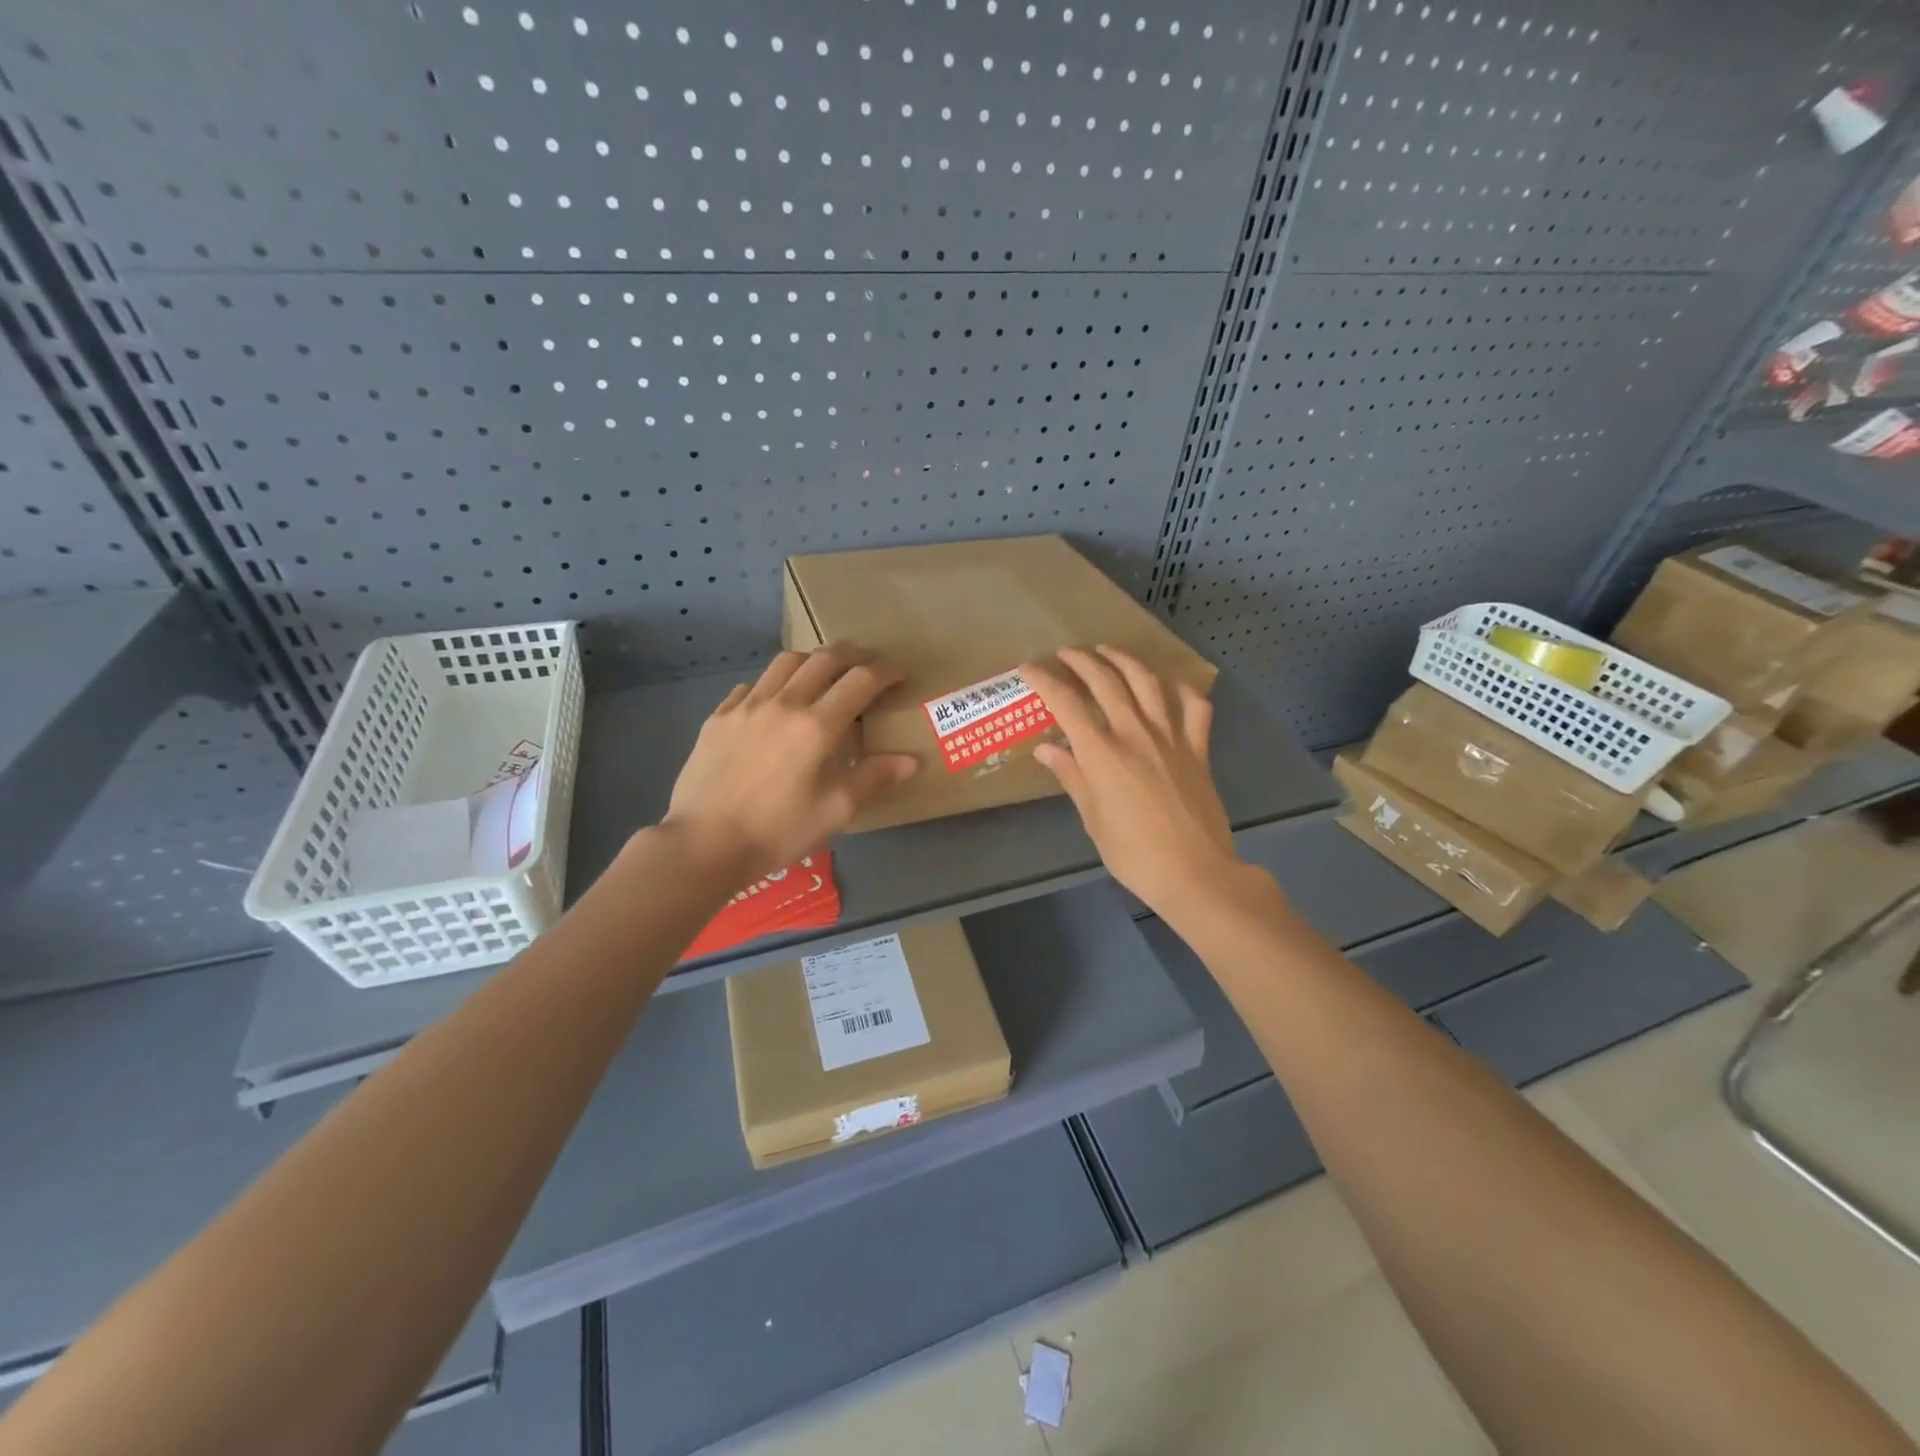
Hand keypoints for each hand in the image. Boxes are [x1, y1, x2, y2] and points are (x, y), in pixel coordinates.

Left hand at [661, 643, 918, 880]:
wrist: (704, 843)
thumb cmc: (778, 831)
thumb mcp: (835, 811)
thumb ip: (874, 778)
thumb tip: (911, 760)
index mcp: (817, 726)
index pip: (861, 681)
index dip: (885, 672)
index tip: (899, 674)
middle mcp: (784, 703)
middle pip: (824, 658)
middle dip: (853, 654)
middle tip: (869, 661)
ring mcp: (746, 706)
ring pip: (785, 663)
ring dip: (813, 660)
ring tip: (824, 672)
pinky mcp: (719, 717)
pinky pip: (751, 685)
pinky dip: (773, 684)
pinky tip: (775, 702)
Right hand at [1021, 646, 1244, 923]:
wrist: (1193, 872)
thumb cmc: (1133, 853)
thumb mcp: (1092, 817)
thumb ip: (1071, 776)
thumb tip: (1047, 749)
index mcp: (1102, 752)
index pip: (1066, 703)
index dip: (1044, 680)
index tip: (1028, 667)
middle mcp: (1135, 733)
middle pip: (1106, 681)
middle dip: (1082, 661)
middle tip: (1066, 653)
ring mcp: (1171, 737)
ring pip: (1148, 682)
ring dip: (1125, 660)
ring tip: (1110, 652)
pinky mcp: (1198, 749)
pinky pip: (1193, 707)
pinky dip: (1181, 689)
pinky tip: (1169, 685)